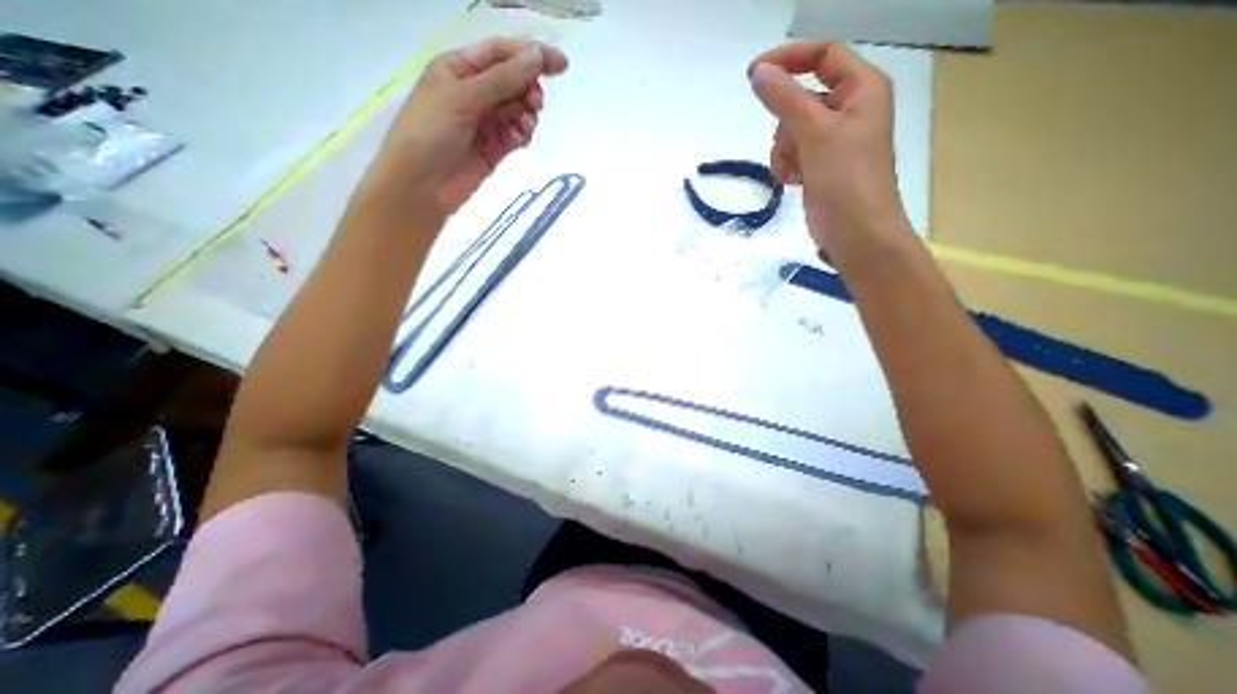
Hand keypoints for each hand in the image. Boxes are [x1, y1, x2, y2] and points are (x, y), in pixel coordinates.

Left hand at [360, 38, 566, 214]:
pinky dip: (522, 135)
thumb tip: (537, 57)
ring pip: (519, 110)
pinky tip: (517, 140)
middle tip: (535, 103)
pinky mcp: (495, 148)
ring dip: (527, 115)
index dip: (531, 55)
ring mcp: (486, 122)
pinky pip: (517, 135)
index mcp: (460, 68)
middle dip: (528, 90)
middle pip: (514, 82)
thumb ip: (503, 80)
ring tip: (524, 126)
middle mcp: (475, 92)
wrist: (422, 185)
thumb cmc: (431, 132)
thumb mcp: (464, 98)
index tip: (561, 65)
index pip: (501, 53)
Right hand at [744, 42, 905, 265]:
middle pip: (801, 98)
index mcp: (861, 88)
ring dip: (784, 150)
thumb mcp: (816, 132)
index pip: (822, 55)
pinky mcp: (820, 165)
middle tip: (791, 147)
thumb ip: (785, 99)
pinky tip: (793, 182)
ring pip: (791, 130)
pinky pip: (792, 153)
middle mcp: (849, 109)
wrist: (855, 233)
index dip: (788, 59)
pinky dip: (787, 165)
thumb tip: (758, 73)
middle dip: (786, 124)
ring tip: (794, 172)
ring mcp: (833, 140)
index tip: (753, 76)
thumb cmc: (846, 179)